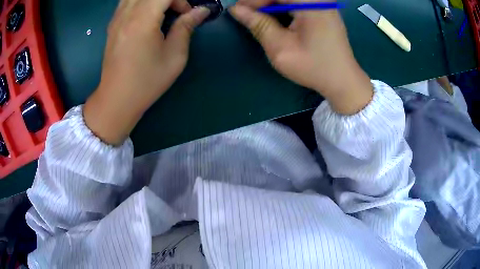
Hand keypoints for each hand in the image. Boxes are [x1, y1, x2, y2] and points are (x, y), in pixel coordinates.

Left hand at [84, 0, 209, 144]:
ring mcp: (116, 18)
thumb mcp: (174, 56)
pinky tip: (147, 15)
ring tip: (161, 12)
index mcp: (142, 20)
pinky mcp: (112, 24)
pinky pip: (127, 1)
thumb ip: (186, 27)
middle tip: (176, 12)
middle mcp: (126, 14)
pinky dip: (141, 2)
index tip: (186, 15)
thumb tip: (201, 10)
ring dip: (153, 0)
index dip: (181, 0)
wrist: (117, 99)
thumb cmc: (147, 81)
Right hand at [229, 0, 372, 114]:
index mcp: (311, 3)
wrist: (343, 80)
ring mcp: (322, 3)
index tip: (238, 11)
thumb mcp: (281, 48)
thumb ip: (258, 25)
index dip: (253, 0)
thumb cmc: (314, 67)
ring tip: (259, 16)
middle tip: (248, 14)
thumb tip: (236, 9)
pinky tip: (276, 17)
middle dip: (261, 2)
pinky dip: (282, 7)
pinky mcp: (322, 9)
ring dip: (271, 4)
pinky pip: (297, 2)